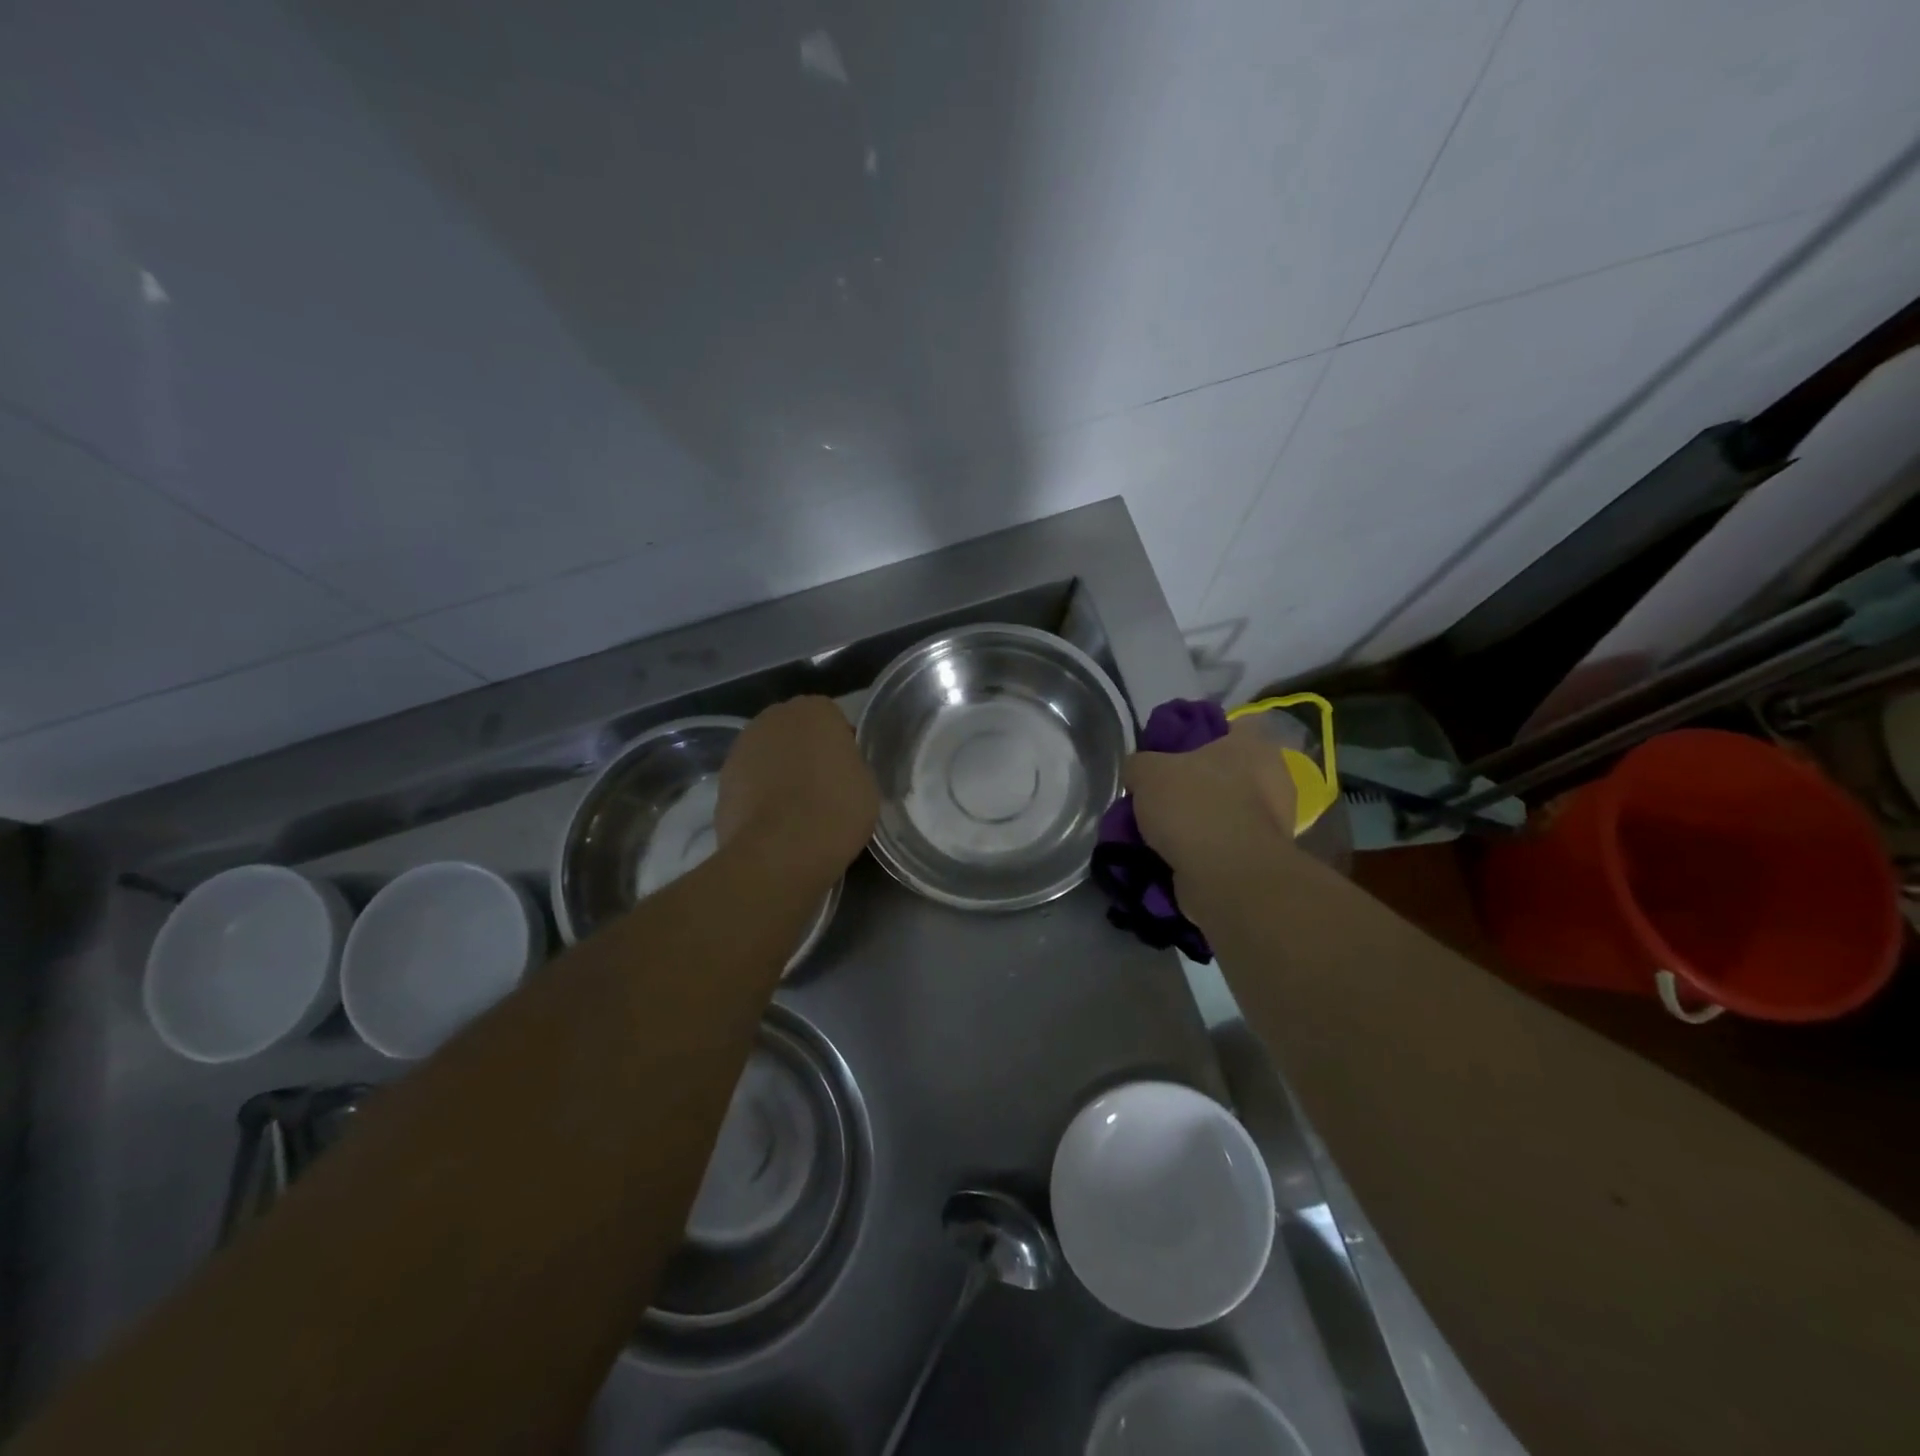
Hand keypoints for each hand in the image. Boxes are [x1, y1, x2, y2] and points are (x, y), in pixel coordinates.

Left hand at [717, 696, 879, 874]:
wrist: (780, 851)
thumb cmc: (835, 810)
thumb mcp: (866, 783)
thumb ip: (850, 763)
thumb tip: (837, 767)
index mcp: (815, 710)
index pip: (832, 719)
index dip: (840, 745)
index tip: (847, 771)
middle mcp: (774, 717)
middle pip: (795, 731)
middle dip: (806, 752)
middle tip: (822, 786)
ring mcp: (742, 746)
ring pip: (769, 754)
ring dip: (780, 771)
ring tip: (796, 809)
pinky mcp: (722, 779)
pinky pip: (750, 780)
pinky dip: (759, 794)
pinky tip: (774, 822)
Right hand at [1123, 720, 1297, 878]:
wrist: (1226, 877)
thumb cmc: (1194, 806)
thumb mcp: (1147, 772)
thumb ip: (1139, 764)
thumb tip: (1138, 772)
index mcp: (1254, 746)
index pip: (1230, 727)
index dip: (1199, 735)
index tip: (1170, 752)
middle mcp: (1273, 778)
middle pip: (1225, 772)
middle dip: (1195, 783)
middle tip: (1160, 794)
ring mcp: (1273, 822)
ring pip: (1224, 810)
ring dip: (1197, 820)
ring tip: (1159, 831)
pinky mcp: (1262, 858)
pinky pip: (1224, 844)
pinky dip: (1203, 849)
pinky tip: (1173, 855)